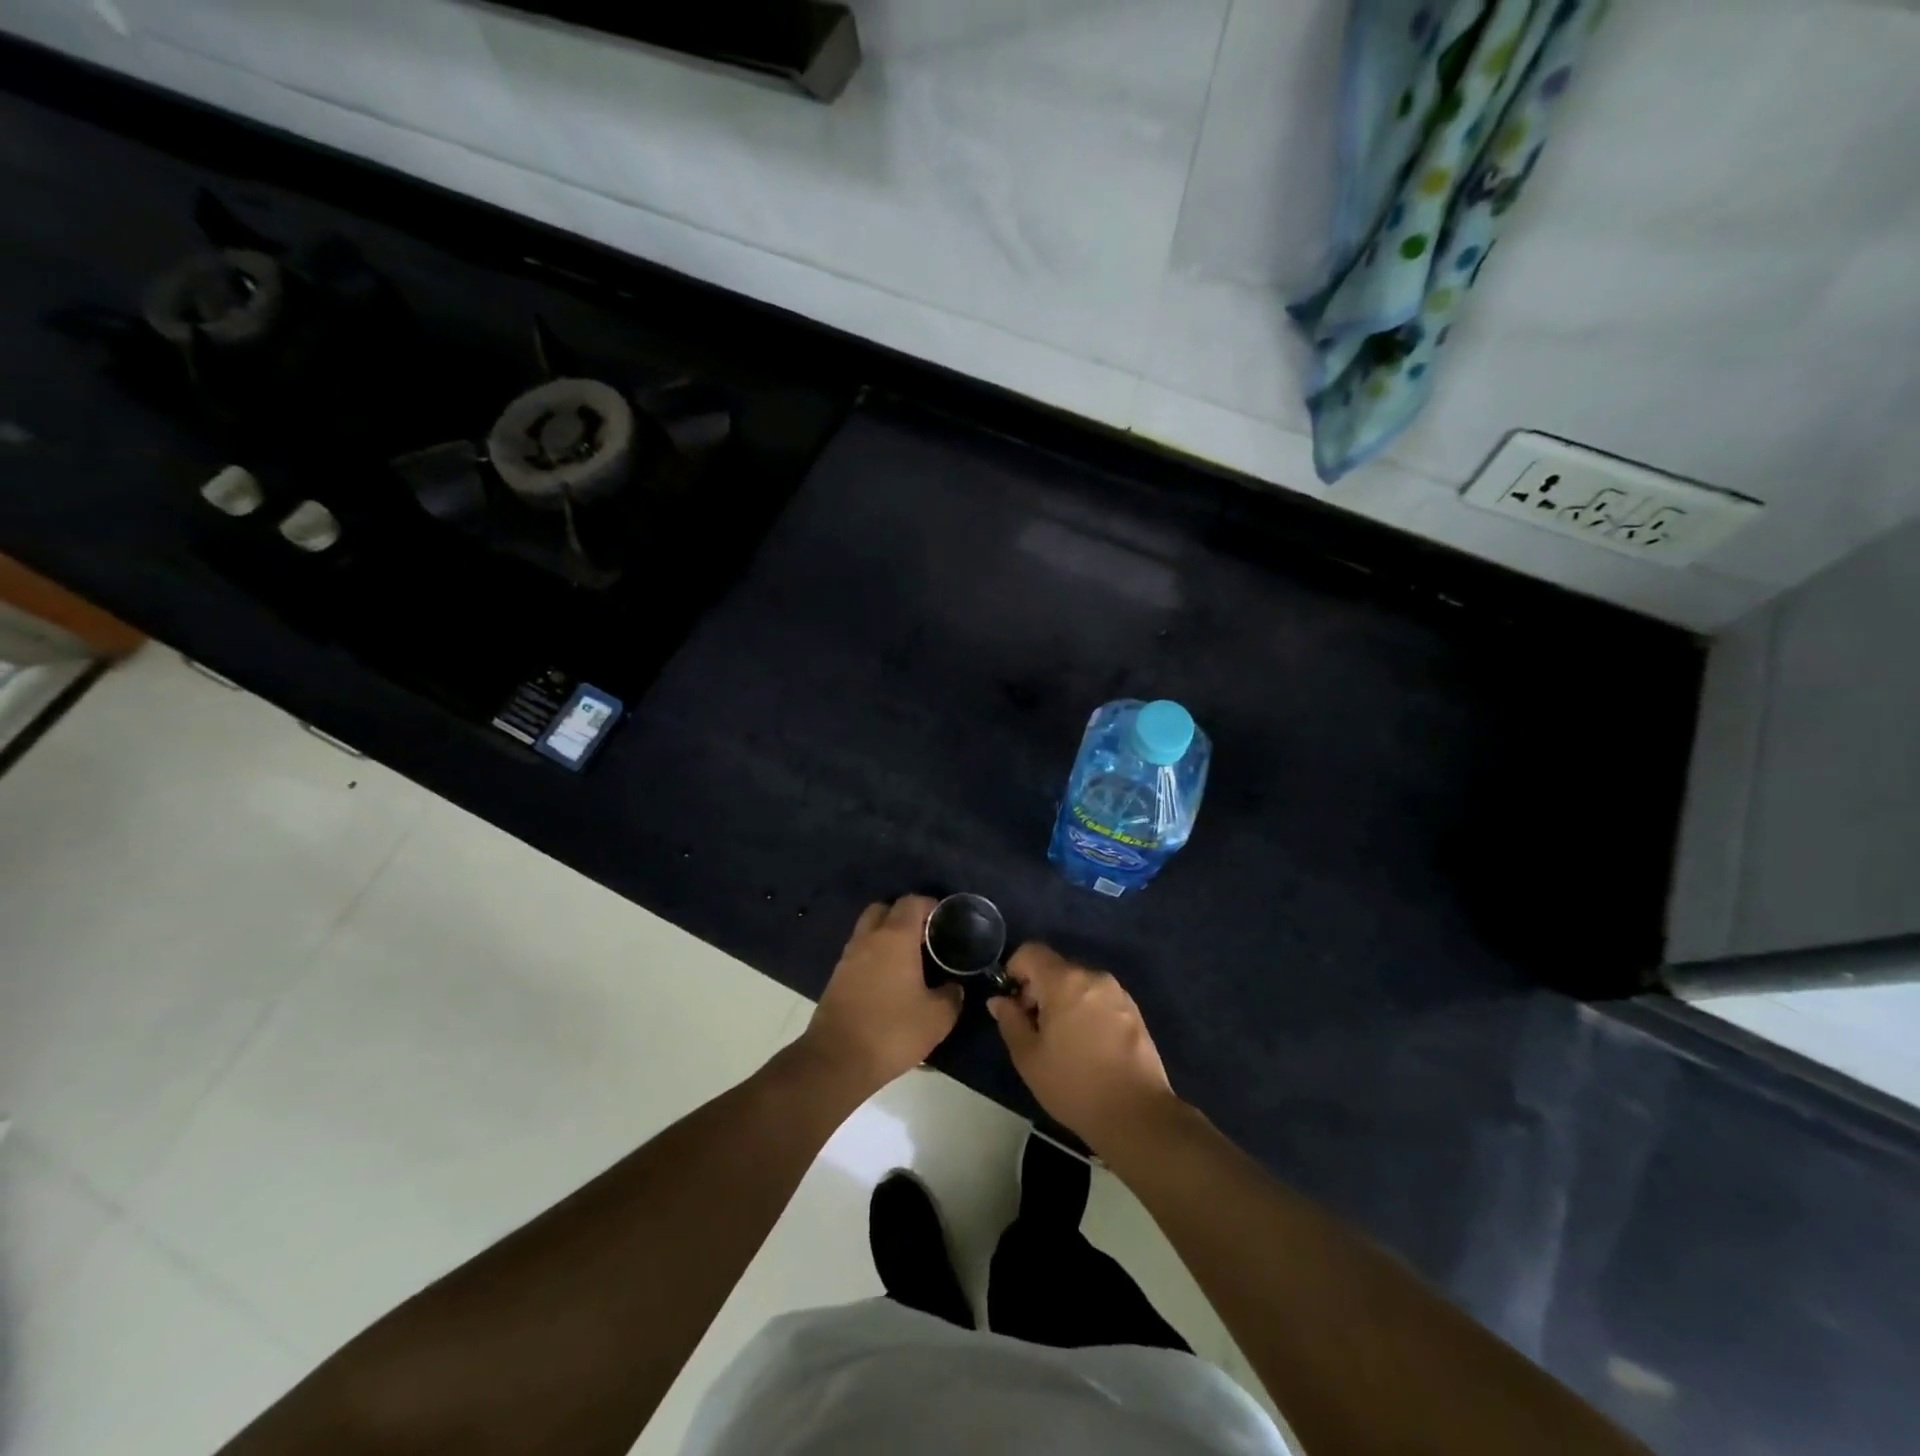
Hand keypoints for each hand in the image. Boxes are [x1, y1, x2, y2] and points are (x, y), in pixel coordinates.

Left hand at [801, 896, 962, 1094]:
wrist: (838, 1060)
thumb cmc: (893, 1030)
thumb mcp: (937, 1018)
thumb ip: (951, 995)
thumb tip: (953, 986)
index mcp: (895, 937)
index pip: (912, 902)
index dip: (930, 905)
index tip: (945, 920)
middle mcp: (869, 938)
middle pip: (884, 909)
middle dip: (903, 915)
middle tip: (923, 936)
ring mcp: (848, 957)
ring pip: (867, 931)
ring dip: (885, 936)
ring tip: (908, 959)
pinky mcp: (836, 978)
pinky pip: (858, 953)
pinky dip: (873, 956)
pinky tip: (888, 980)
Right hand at [988, 943, 1176, 1151]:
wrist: (1136, 1114)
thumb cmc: (1074, 1085)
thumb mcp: (1029, 1058)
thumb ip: (1010, 1021)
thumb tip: (1000, 1000)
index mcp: (1064, 981)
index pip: (1031, 951)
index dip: (1015, 970)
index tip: (1013, 1003)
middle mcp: (1093, 977)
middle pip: (1056, 967)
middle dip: (1039, 990)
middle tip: (1034, 1028)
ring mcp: (1117, 992)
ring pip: (1079, 984)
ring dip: (1063, 1000)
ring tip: (1062, 1041)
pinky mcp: (1134, 1010)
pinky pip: (1099, 998)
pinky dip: (1086, 1010)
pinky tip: (1088, 1046)